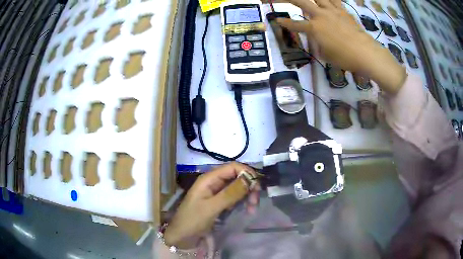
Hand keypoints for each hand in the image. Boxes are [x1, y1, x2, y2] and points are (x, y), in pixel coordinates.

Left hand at [164, 162, 259, 248]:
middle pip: (237, 177)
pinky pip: (235, 198)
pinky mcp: (219, 202)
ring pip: (238, 188)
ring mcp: (217, 193)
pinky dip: (243, 202)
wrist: (182, 237)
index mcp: (209, 179)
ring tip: (252, 209)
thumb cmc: (193, 220)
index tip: (257, 187)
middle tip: (255, 202)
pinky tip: (247, 210)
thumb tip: (250, 178)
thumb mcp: (211, 207)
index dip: (247, 173)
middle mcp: (214, 182)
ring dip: (247, 196)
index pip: (233, 167)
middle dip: (249, 186)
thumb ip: (230, 193)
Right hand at [277, 0, 406, 93]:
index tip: (278, 20)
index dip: (285, 23)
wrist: (365, 53)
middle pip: (302, 2)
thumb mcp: (327, 55)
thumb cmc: (345, 58)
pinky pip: (335, 0)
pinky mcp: (343, 11)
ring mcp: (333, 11)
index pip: (296, 24)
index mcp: (314, 28)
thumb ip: (319, 44)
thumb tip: (318, 40)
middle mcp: (321, 16)